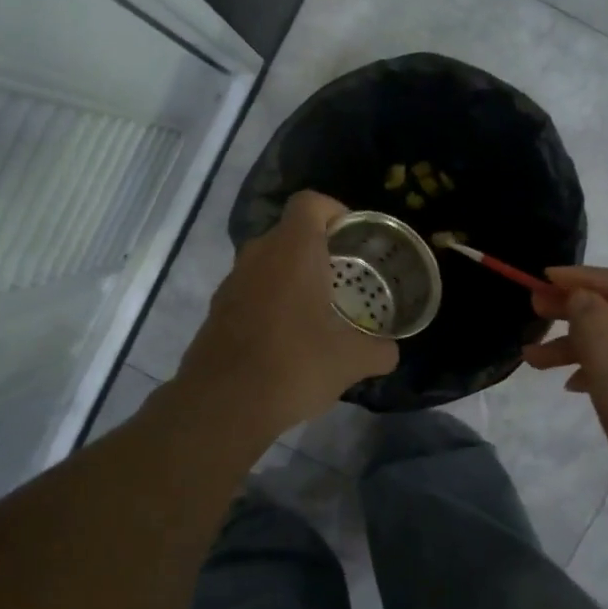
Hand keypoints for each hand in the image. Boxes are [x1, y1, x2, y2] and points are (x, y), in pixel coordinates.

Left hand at [177, 190, 398, 440]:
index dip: (334, 210)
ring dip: (292, 276)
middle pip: (289, 232)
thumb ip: (379, 349)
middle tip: (345, 277)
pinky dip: (271, 300)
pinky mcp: (217, 310)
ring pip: (268, 262)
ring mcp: (232, 282)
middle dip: (318, 248)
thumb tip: (390, 351)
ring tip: (319, 310)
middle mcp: (258, 255)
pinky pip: (251, 289)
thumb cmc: (293, 366)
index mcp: (292, 251)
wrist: (222, 405)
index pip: (310, 203)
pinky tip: (288, 337)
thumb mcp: (351, 361)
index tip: (353, 238)